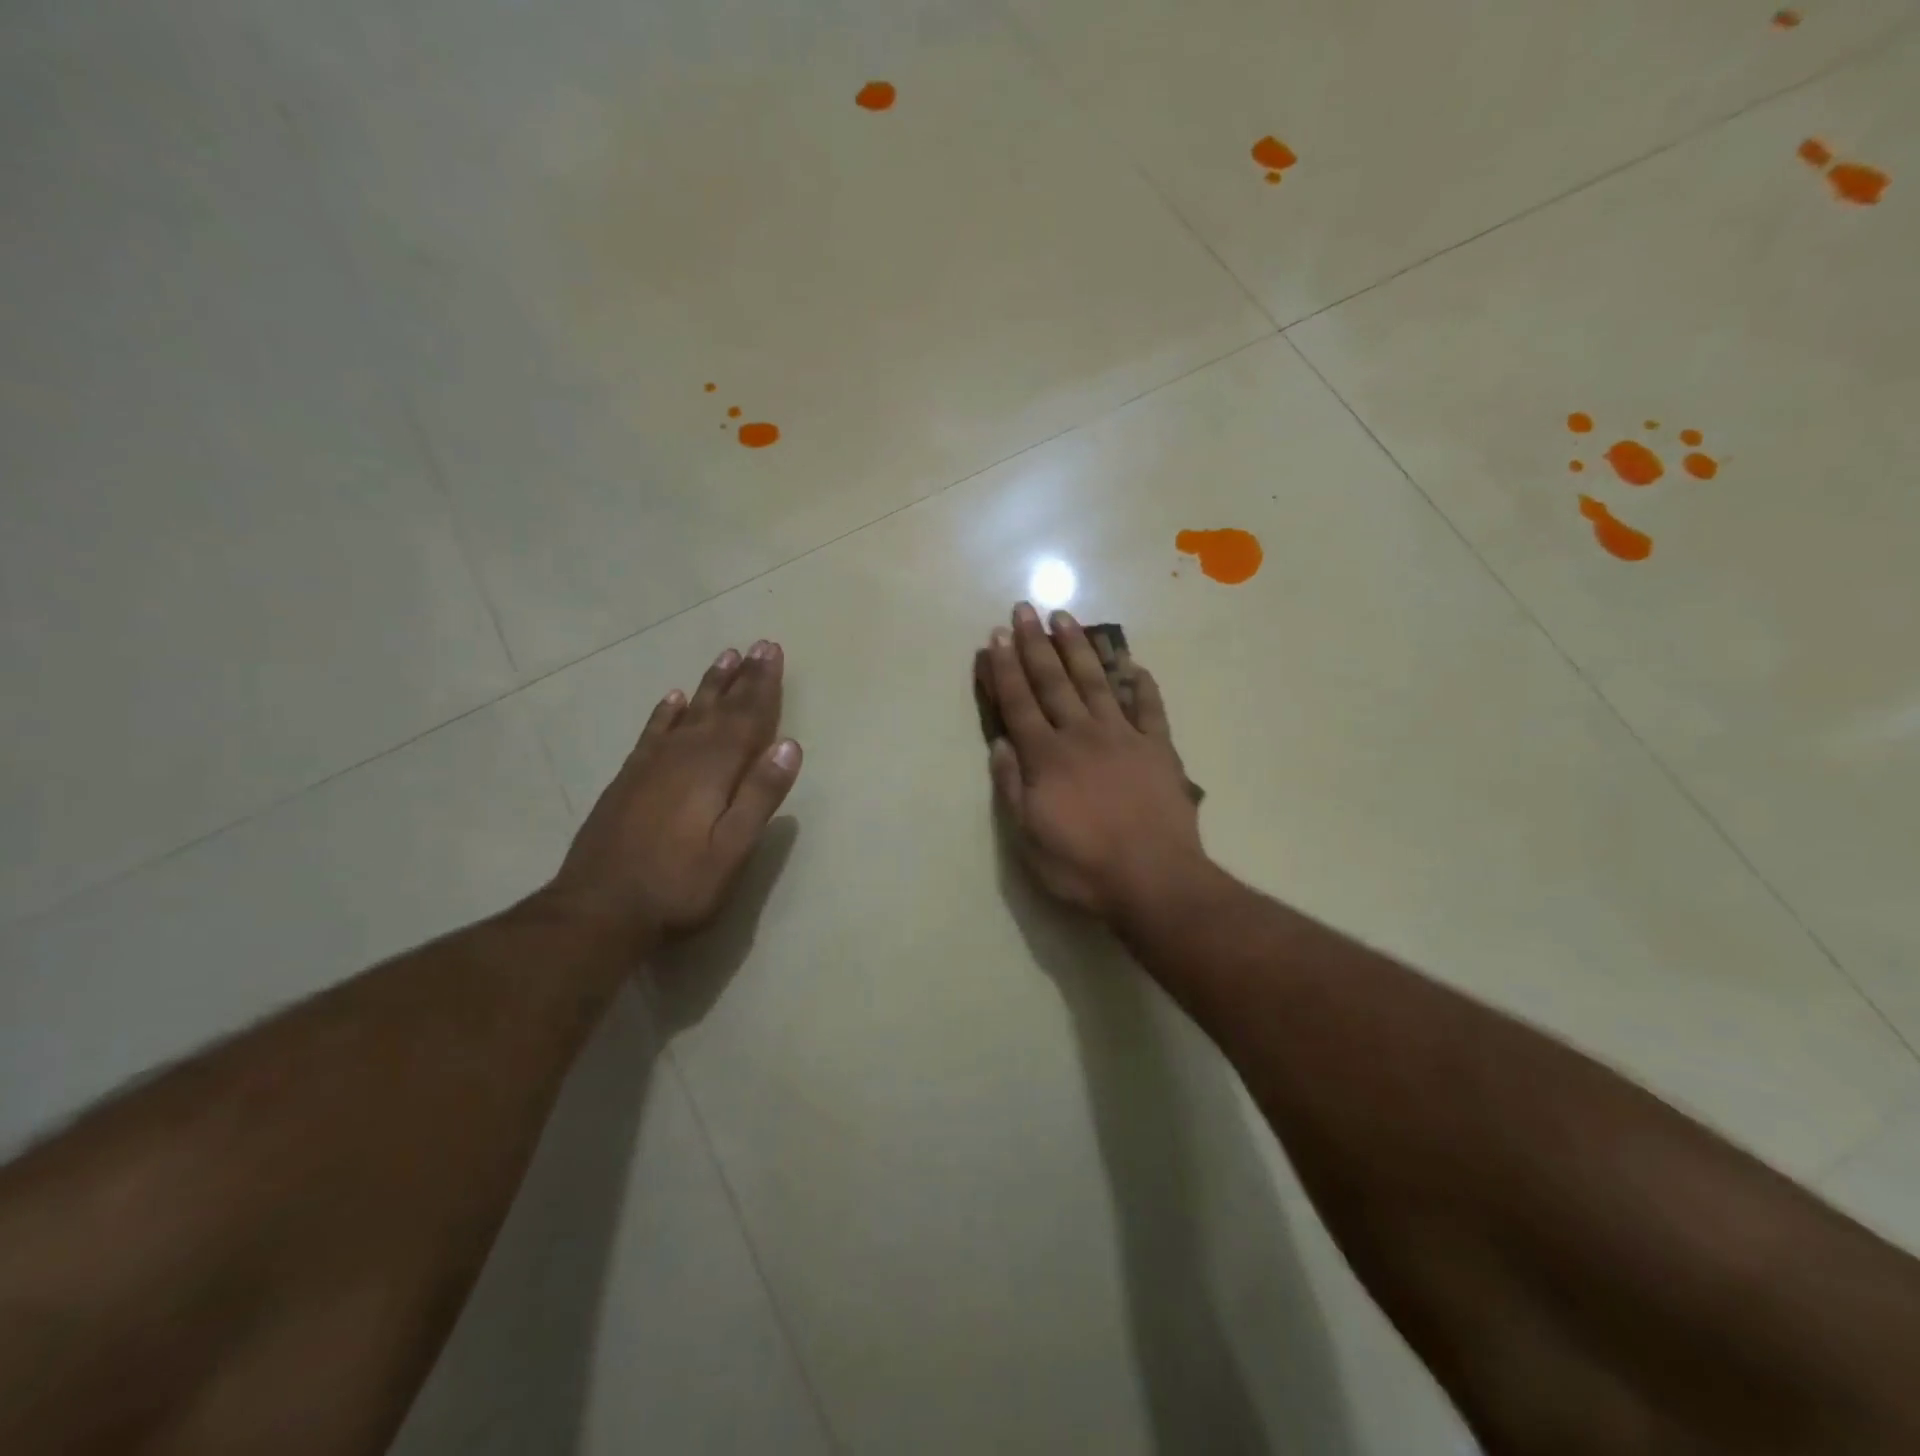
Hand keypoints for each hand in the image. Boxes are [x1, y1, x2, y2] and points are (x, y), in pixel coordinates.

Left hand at [548, 641, 801, 949]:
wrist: (597, 911)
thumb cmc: (679, 886)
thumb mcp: (732, 850)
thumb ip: (760, 796)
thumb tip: (790, 745)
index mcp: (713, 770)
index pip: (746, 718)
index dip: (763, 685)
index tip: (772, 651)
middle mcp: (682, 756)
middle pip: (719, 708)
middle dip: (742, 677)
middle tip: (758, 645)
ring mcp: (651, 766)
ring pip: (688, 713)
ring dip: (709, 685)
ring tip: (725, 658)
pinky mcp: (628, 780)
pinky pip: (653, 732)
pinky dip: (667, 712)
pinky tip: (674, 698)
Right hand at [982, 604, 1204, 918]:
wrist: (1154, 880)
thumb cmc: (1083, 866)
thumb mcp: (1030, 838)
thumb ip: (1013, 787)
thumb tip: (1000, 744)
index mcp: (1047, 757)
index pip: (1019, 704)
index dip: (1005, 669)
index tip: (996, 638)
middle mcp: (1081, 736)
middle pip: (1053, 682)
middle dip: (1035, 644)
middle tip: (1024, 609)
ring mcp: (1123, 737)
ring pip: (1096, 682)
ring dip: (1079, 648)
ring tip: (1066, 618)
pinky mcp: (1158, 748)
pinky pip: (1149, 708)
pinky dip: (1141, 684)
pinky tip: (1134, 664)